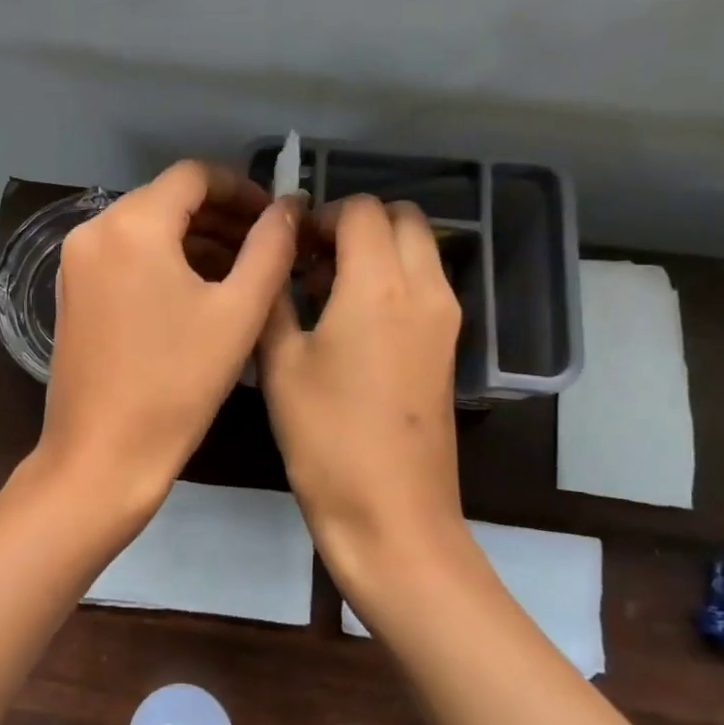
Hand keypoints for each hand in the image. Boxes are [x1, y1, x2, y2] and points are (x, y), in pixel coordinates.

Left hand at [38, 162, 299, 528]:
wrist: (101, 456)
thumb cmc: (177, 384)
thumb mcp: (238, 312)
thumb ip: (271, 247)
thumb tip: (288, 207)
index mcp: (132, 224)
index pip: (194, 175)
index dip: (241, 188)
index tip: (275, 216)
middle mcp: (94, 229)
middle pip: (168, 199)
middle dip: (221, 215)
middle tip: (267, 244)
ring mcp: (76, 260)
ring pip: (147, 227)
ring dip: (195, 239)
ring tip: (242, 269)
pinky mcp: (72, 290)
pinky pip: (126, 254)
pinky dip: (164, 260)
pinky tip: (199, 289)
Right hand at [257, 195, 465, 589]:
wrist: (392, 514)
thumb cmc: (326, 437)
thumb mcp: (280, 363)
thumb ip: (275, 296)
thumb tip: (274, 255)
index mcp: (380, 284)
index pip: (360, 209)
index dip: (321, 216)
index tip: (290, 246)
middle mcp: (424, 288)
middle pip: (402, 217)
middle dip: (356, 223)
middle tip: (312, 259)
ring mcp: (445, 318)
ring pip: (419, 247)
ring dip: (378, 248)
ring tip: (328, 288)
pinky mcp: (449, 345)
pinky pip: (425, 282)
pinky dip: (394, 276)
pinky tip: (352, 319)